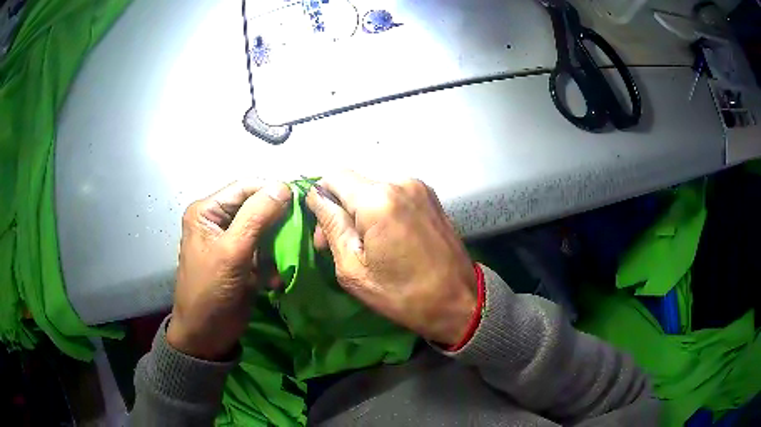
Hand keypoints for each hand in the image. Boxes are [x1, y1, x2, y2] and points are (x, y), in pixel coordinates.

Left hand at [167, 180, 291, 359]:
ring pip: (264, 228)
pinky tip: (274, 278)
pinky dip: (273, 260)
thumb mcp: (232, 252)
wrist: (206, 334)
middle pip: (256, 206)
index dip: (273, 191)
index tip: (302, 202)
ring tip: (286, 259)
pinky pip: (264, 249)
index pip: (245, 187)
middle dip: (278, 220)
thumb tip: (283, 185)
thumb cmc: (211, 291)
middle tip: (300, 232)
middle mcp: (218, 220)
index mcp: (207, 210)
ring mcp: (231, 240)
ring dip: (278, 244)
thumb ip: (256, 216)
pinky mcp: (242, 259)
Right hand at [306, 171, 477, 345]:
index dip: (320, 199)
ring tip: (365, 244)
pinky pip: (393, 194)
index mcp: (378, 200)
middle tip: (338, 245)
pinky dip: (381, 210)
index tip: (323, 232)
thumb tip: (315, 197)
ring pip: (372, 188)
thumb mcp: (354, 269)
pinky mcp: (430, 196)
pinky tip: (387, 237)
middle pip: (353, 182)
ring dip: (360, 210)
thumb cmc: (402, 295)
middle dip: (339, 208)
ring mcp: (419, 187)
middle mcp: (400, 182)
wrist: (458, 302)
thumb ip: (332, 226)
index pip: (333, 176)